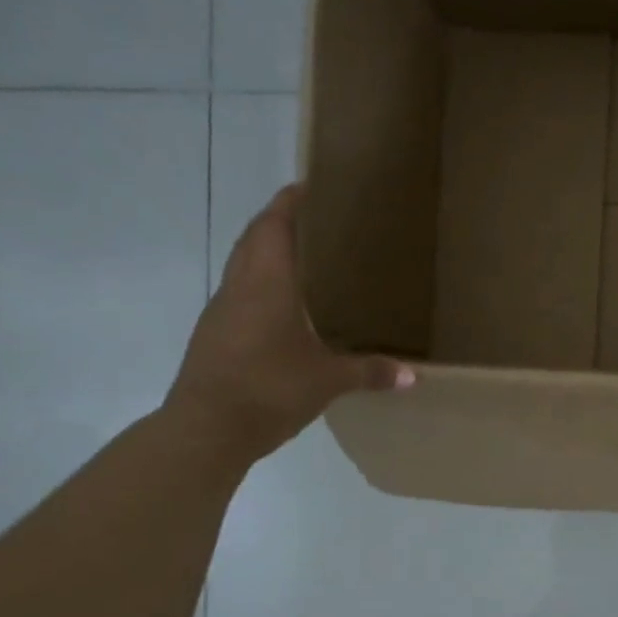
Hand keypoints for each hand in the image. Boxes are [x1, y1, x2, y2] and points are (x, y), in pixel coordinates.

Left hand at [165, 184, 412, 459]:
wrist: (204, 431)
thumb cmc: (268, 389)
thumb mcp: (328, 381)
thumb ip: (371, 372)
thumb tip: (413, 376)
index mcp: (267, 284)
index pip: (274, 226)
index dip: (289, 202)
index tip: (309, 186)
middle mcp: (239, 287)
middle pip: (254, 239)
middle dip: (279, 222)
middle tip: (316, 220)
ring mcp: (221, 312)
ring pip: (243, 265)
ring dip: (266, 252)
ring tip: (304, 259)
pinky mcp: (214, 335)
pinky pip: (239, 293)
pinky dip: (259, 284)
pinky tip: (284, 307)